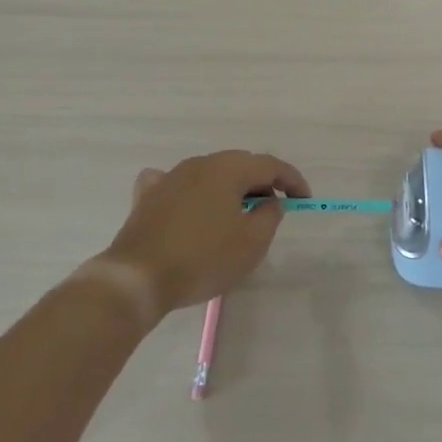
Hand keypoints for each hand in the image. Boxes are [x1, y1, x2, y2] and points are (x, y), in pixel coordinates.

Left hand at [98, 150, 308, 318]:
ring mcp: (170, 177)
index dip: (292, 180)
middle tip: (273, 208)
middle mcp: (199, 163)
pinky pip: (176, 183)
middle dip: (261, 183)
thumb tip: (269, 201)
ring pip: (209, 173)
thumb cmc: (202, 259)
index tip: (304, 200)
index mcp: (228, 169)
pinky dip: (192, 191)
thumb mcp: (251, 243)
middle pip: (240, 164)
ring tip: (237, 213)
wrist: (137, 278)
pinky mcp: (147, 197)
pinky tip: (189, 203)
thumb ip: (269, 215)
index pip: (269, 165)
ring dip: (229, 188)